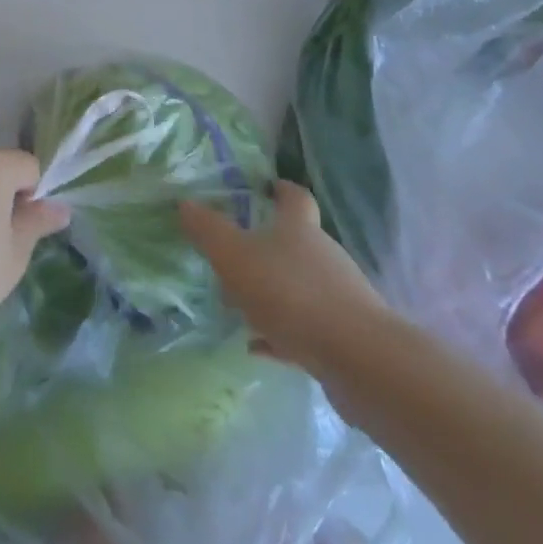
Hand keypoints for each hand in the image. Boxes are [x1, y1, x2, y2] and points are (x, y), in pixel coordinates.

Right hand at [180, 180, 387, 372]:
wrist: (357, 357)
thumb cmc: (291, 293)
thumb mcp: (236, 257)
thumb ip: (209, 231)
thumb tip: (185, 203)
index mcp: (299, 229)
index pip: (295, 198)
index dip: (282, 190)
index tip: (269, 187)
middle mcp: (324, 255)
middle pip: (297, 242)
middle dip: (268, 246)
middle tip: (235, 255)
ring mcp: (338, 296)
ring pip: (299, 286)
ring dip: (273, 292)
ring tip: (240, 307)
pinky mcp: (343, 336)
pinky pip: (305, 327)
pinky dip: (282, 332)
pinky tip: (259, 346)